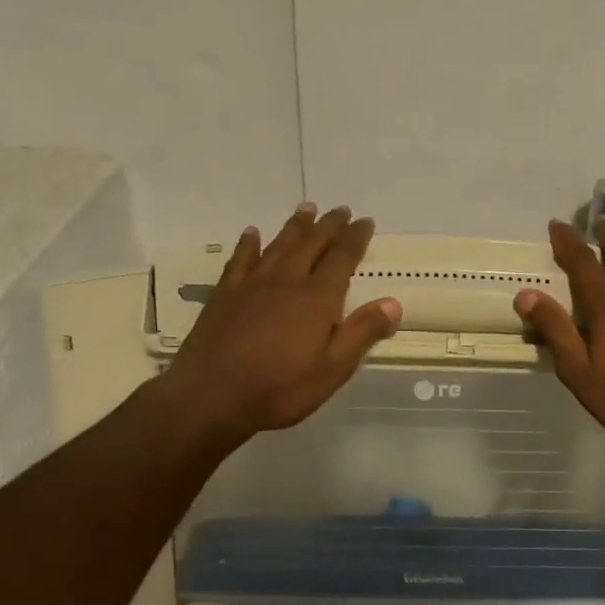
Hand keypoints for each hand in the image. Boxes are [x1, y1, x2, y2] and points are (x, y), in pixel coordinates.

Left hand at [158, 204, 401, 447]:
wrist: (211, 395)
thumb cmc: (280, 388)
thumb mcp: (333, 369)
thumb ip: (362, 333)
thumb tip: (393, 302)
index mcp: (317, 298)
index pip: (342, 258)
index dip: (355, 238)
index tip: (365, 221)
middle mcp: (287, 281)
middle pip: (312, 244)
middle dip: (329, 226)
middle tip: (340, 210)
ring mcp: (252, 284)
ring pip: (279, 245)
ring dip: (295, 226)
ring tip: (306, 208)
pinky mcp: (225, 294)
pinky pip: (240, 259)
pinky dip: (249, 244)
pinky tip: (252, 233)